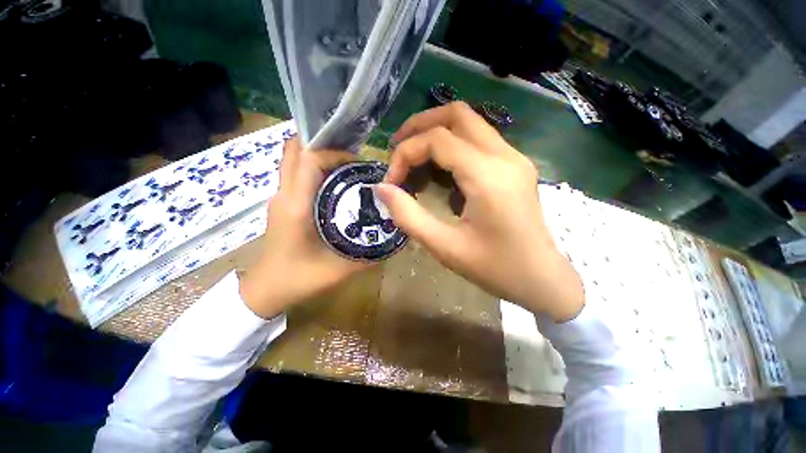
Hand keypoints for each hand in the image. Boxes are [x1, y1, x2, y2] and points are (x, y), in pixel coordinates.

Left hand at [240, 138, 369, 318]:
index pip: (308, 159)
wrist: (265, 291)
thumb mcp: (339, 269)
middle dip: (323, 145)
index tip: (357, 163)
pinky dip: (313, 168)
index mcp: (296, 206)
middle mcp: (284, 195)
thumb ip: (369, 253)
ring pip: (293, 160)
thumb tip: (392, 235)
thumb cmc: (298, 280)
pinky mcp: (282, 204)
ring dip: (318, 155)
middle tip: (351, 157)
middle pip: (294, 150)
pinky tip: (335, 184)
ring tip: (346, 167)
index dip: (333, 153)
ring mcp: (280, 198)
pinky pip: (295, 173)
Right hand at [376, 102, 583, 321]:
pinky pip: (478, 141)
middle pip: (457, 114)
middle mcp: (505, 156)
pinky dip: (452, 147)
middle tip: (397, 148)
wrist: (542, 279)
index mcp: (488, 176)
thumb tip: (381, 189)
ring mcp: (514, 158)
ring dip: (436, 133)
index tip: (392, 181)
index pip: (437, 140)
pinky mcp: (515, 166)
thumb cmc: (495, 269)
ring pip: (469, 123)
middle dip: (420, 126)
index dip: (405, 153)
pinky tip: (441, 173)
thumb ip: (409, 216)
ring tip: (414, 159)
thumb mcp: (445, 247)